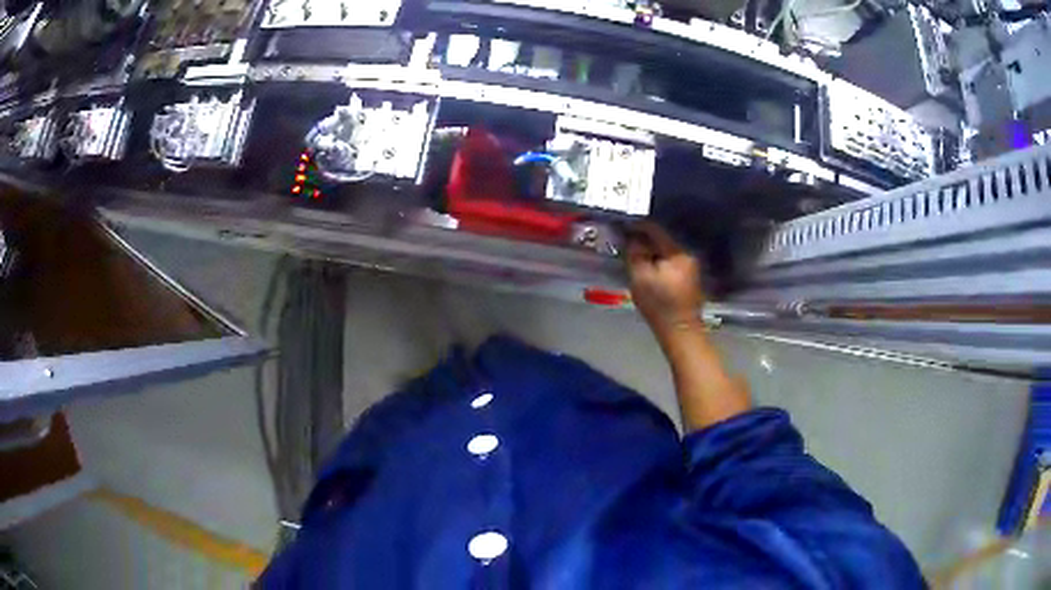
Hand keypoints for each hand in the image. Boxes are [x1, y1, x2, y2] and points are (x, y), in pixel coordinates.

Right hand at [626, 222, 704, 336]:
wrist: (680, 332)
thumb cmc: (659, 306)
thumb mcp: (640, 278)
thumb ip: (635, 254)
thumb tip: (632, 238)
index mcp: (678, 253)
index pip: (656, 230)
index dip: (637, 227)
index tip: (622, 228)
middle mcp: (687, 255)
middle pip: (662, 239)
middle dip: (644, 240)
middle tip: (626, 242)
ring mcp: (691, 266)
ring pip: (666, 251)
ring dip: (651, 251)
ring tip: (635, 254)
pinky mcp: (689, 277)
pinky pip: (670, 261)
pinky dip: (658, 261)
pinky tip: (648, 267)